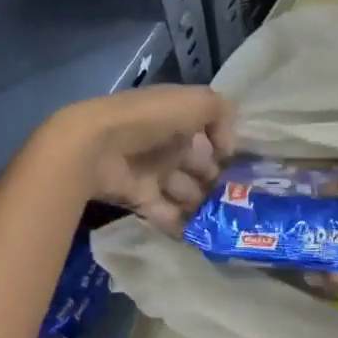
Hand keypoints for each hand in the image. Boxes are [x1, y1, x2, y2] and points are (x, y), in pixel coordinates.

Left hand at [46, 86, 233, 231]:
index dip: (224, 150)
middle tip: (236, 199)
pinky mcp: (139, 197)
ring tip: (222, 220)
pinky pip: (166, 213)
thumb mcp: (196, 102)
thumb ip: (222, 115)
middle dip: (216, 182)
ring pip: (186, 191)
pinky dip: (181, 224)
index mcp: (178, 118)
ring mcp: (152, 172)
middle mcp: (167, 144)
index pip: (208, 135)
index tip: (241, 168)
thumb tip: (228, 149)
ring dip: (202, 205)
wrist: (97, 146)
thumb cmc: (150, 120)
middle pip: (198, 167)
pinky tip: (201, 234)